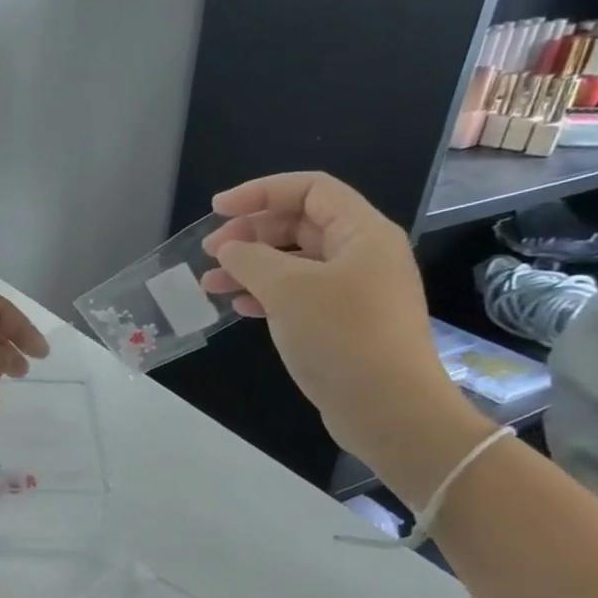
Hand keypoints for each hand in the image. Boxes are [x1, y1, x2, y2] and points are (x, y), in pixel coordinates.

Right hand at [200, 172, 472, 465]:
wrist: (388, 408)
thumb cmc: (342, 337)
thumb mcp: (288, 289)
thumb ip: (250, 259)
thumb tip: (229, 248)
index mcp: (361, 232)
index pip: (309, 189)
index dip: (260, 192)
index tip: (217, 210)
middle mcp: (361, 254)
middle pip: (299, 224)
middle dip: (250, 233)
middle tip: (210, 252)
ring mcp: (353, 290)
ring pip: (293, 262)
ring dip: (250, 267)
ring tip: (210, 284)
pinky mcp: (342, 322)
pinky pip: (297, 294)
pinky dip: (264, 294)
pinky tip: (239, 307)